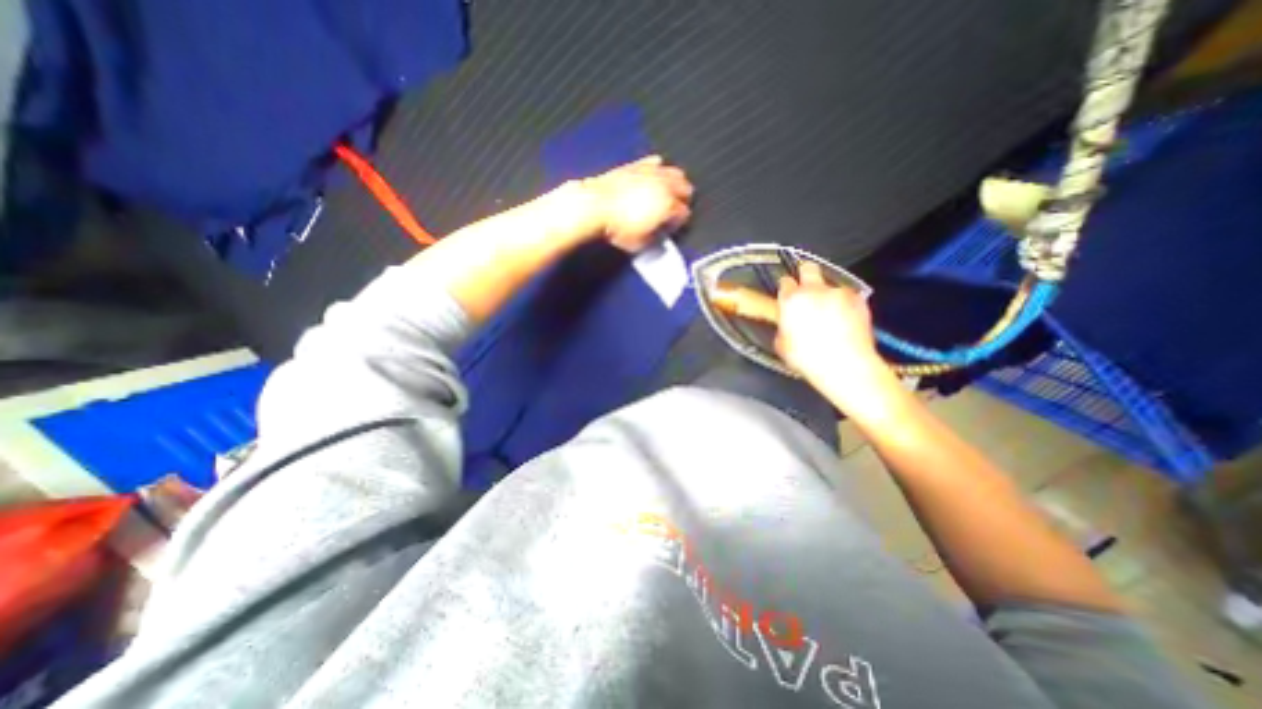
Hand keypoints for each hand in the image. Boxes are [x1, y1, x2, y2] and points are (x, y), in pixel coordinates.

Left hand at [577, 154, 689, 255]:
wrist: (595, 206)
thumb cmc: (616, 226)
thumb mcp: (640, 244)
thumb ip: (655, 240)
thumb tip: (658, 237)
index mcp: (668, 206)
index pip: (684, 213)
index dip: (680, 223)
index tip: (672, 228)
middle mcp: (664, 186)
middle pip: (686, 189)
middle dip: (683, 201)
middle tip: (675, 210)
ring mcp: (652, 173)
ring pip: (675, 173)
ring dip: (676, 184)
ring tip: (669, 193)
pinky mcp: (638, 165)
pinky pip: (656, 163)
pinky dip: (659, 170)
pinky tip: (654, 176)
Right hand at [776, 263, 902, 417]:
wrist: (846, 365)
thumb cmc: (808, 359)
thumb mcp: (782, 345)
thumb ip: (783, 327)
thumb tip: (788, 324)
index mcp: (791, 300)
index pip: (785, 281)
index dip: (786, 289)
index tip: (788, 296)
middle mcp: (814, 290)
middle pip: (808, 267)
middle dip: (806, 274)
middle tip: (807, 290)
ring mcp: (838, 293)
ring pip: (830, 284)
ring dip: (827, 294)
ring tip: (830, 314)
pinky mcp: (858, 299)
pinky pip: (847, 297)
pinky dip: (845, 304)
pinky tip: (845, 320)